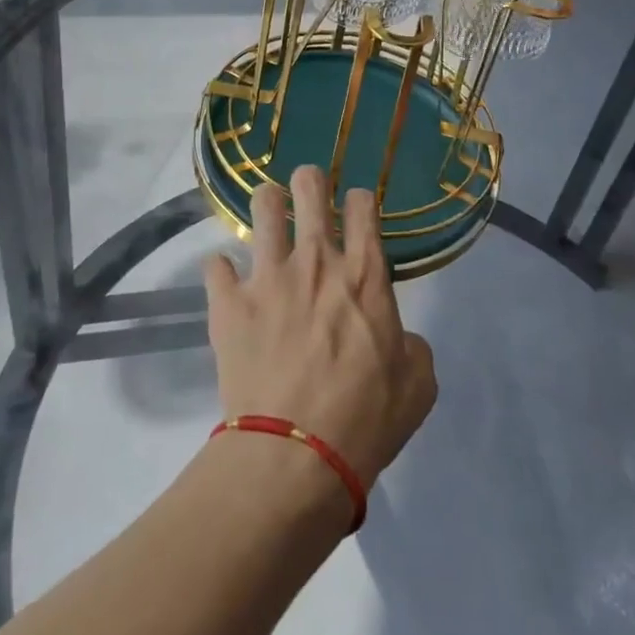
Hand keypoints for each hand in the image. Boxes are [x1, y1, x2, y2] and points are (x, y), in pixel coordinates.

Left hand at [203, 168, 437, 495]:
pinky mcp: (228, 303)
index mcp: (364, 275)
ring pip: (262, 208)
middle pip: (310, 187)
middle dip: (310, 179)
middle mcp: (316, 261)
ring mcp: (268, 277)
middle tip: (308, 188)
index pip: (363, 207)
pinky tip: (226, 281)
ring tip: (268, 211)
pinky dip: (222, 271)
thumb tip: (399, 339)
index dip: (359, 199)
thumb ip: (413, 348)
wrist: (295, 455)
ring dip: (267, 204)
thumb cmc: (365, 420)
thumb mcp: (418, 387)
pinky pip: (215, 265)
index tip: (356, 208)